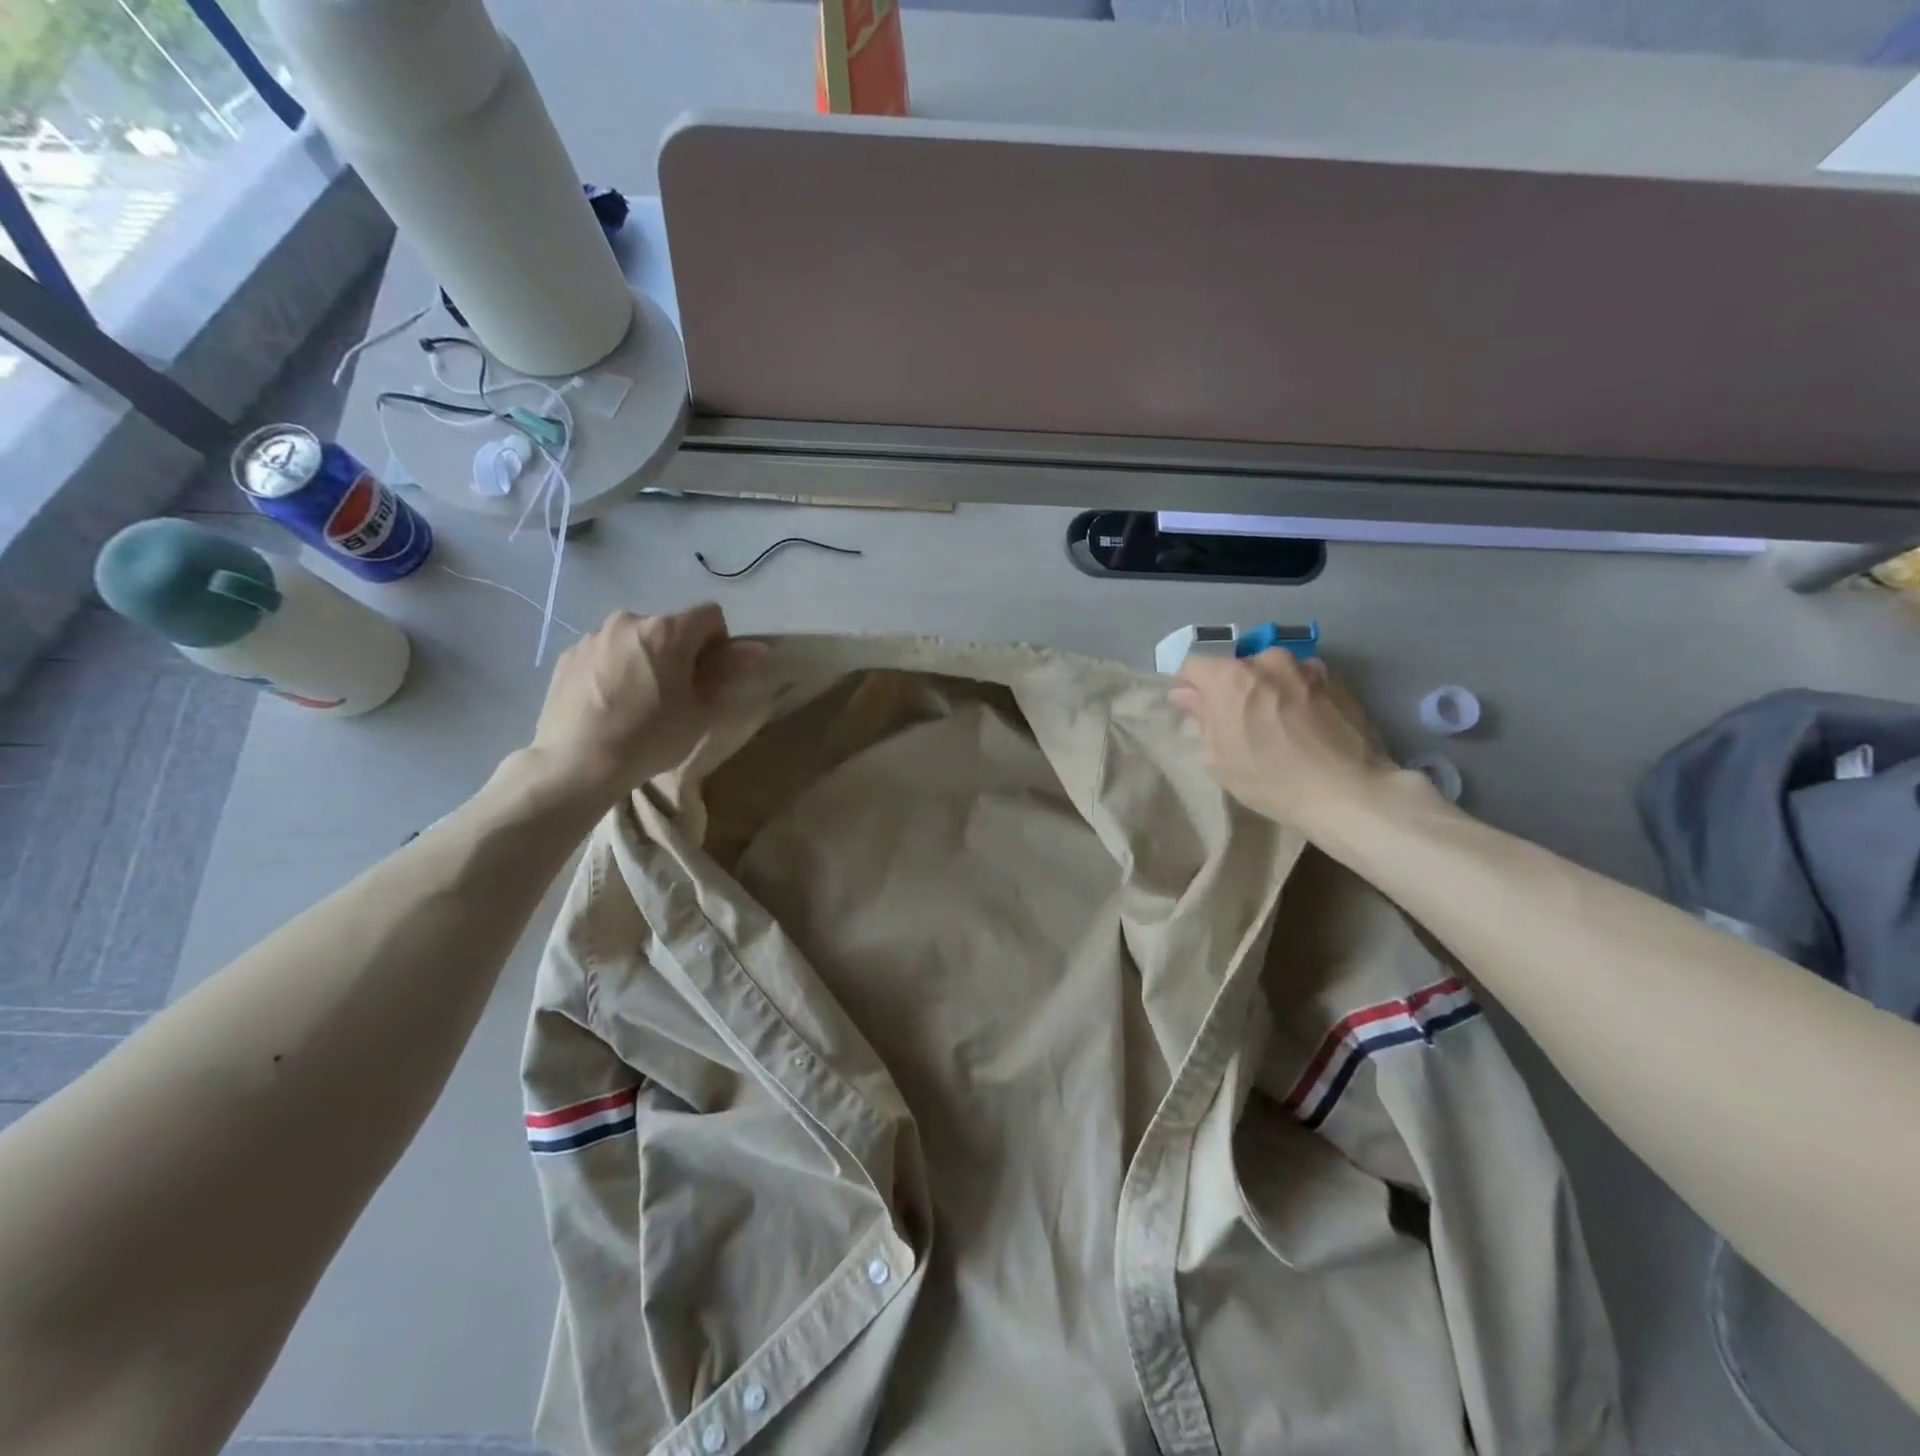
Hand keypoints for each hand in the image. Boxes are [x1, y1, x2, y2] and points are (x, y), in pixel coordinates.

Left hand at [517, 604, 764, 808]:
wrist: (576, 763)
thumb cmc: (650, 738)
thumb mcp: (701, 712)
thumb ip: (729, 672)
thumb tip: (757, 649)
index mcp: (667, 631)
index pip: (710, 615)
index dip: (718, 643)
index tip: (708, 676)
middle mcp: (629, 621)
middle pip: (670, 627)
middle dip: (679, 652)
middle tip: (673, 695)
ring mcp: (593, 636)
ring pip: (635, 640)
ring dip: (644, 659)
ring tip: (636, 702)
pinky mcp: (568, 655)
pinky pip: (604, 653)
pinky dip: (613, 669)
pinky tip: (608, 704)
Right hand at [1169, 650, 1397, 832]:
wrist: (1350, 792)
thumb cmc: (1271, 780)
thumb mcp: (1218, 758)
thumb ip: (1200, 717)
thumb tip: (1185, 694)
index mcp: (1230, 677)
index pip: (1192, 665)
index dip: (1189, 688)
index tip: (1197, 711)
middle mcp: (1267, 660)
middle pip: (1235, 667)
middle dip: (1232, 689)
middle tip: (1241, 723)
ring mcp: (1307, 666)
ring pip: (1272, 672)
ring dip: (1268, 689)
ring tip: (1280, 724)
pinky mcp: (1338, 679)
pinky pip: (1303, 680)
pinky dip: (1298, 695)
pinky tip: (1307, 725)